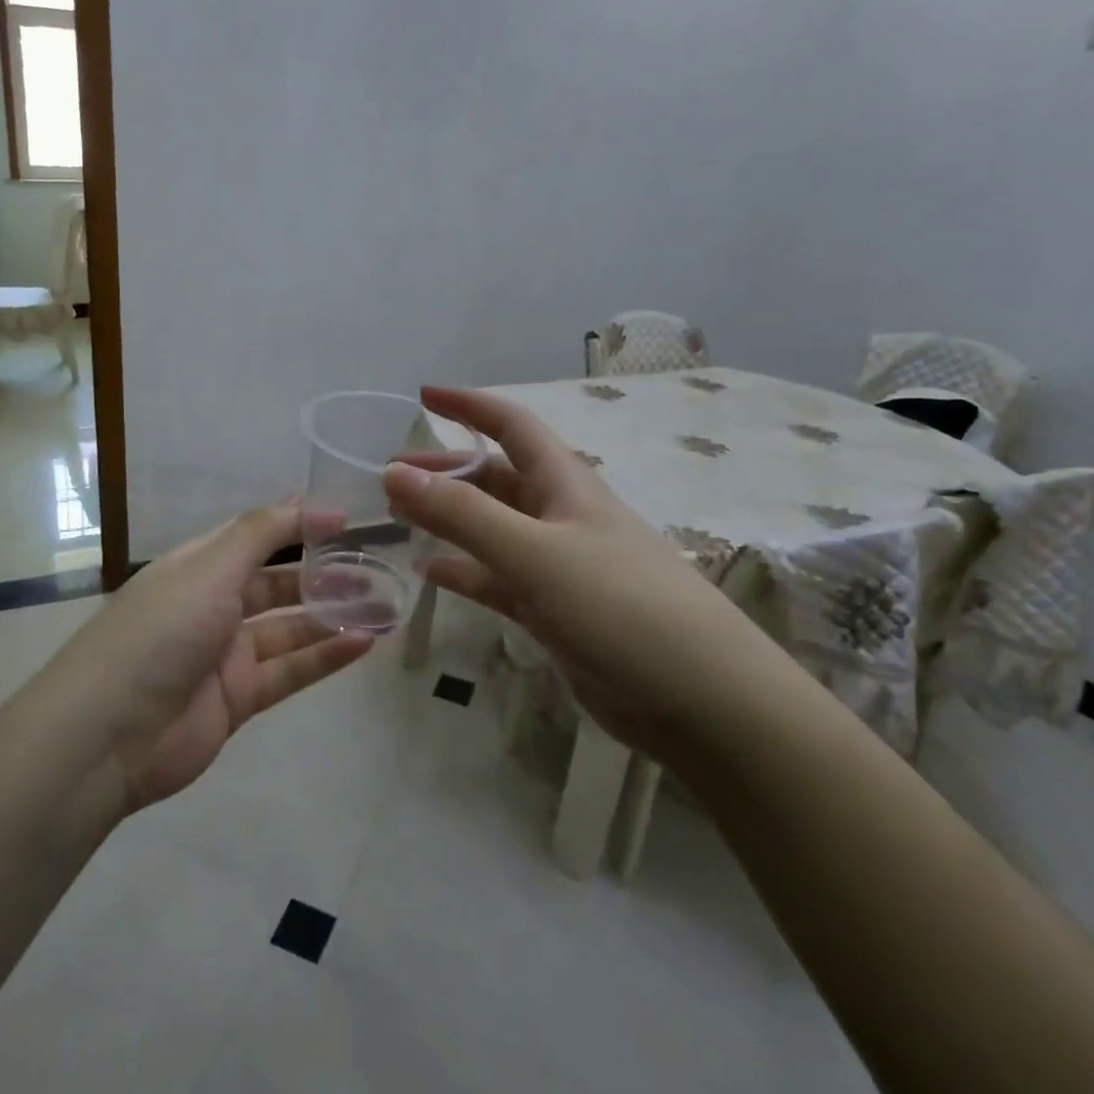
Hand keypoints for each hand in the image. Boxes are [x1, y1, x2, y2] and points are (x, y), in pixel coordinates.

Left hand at [59, 502, 375, 811]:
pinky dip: (326, 656)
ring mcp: (226, 654)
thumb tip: (310, 502)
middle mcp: (212, 605)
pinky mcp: (239, 698)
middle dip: (323, 574)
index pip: (254, 536)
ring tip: (384, 604)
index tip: (345, 520)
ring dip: (333, 615)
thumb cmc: (160, 631)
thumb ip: (262, 533)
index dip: (297, 524)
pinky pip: (291, 670)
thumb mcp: (210, 568)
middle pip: (277, 583)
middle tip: (374, 567)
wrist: (108, 735)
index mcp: (197, 567)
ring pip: (290, 628)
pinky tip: (365, 641)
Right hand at [384, 387, 772, 755]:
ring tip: (400, 520)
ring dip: (451, 520)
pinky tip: (432, 574)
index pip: (511, 424)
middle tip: (392, 478)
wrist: (701, 698)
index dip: (468, 405)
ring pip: (493, 529)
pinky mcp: (556, 611)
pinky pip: (499, 580)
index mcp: (565, 484)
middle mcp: (561, 516)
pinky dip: (466, 572)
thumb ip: (463, 514)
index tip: (422, 395)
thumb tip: (393, 472)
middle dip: (446, 471)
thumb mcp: (534, 553)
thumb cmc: (620, 606)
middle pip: (495, 478)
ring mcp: (559, 566)